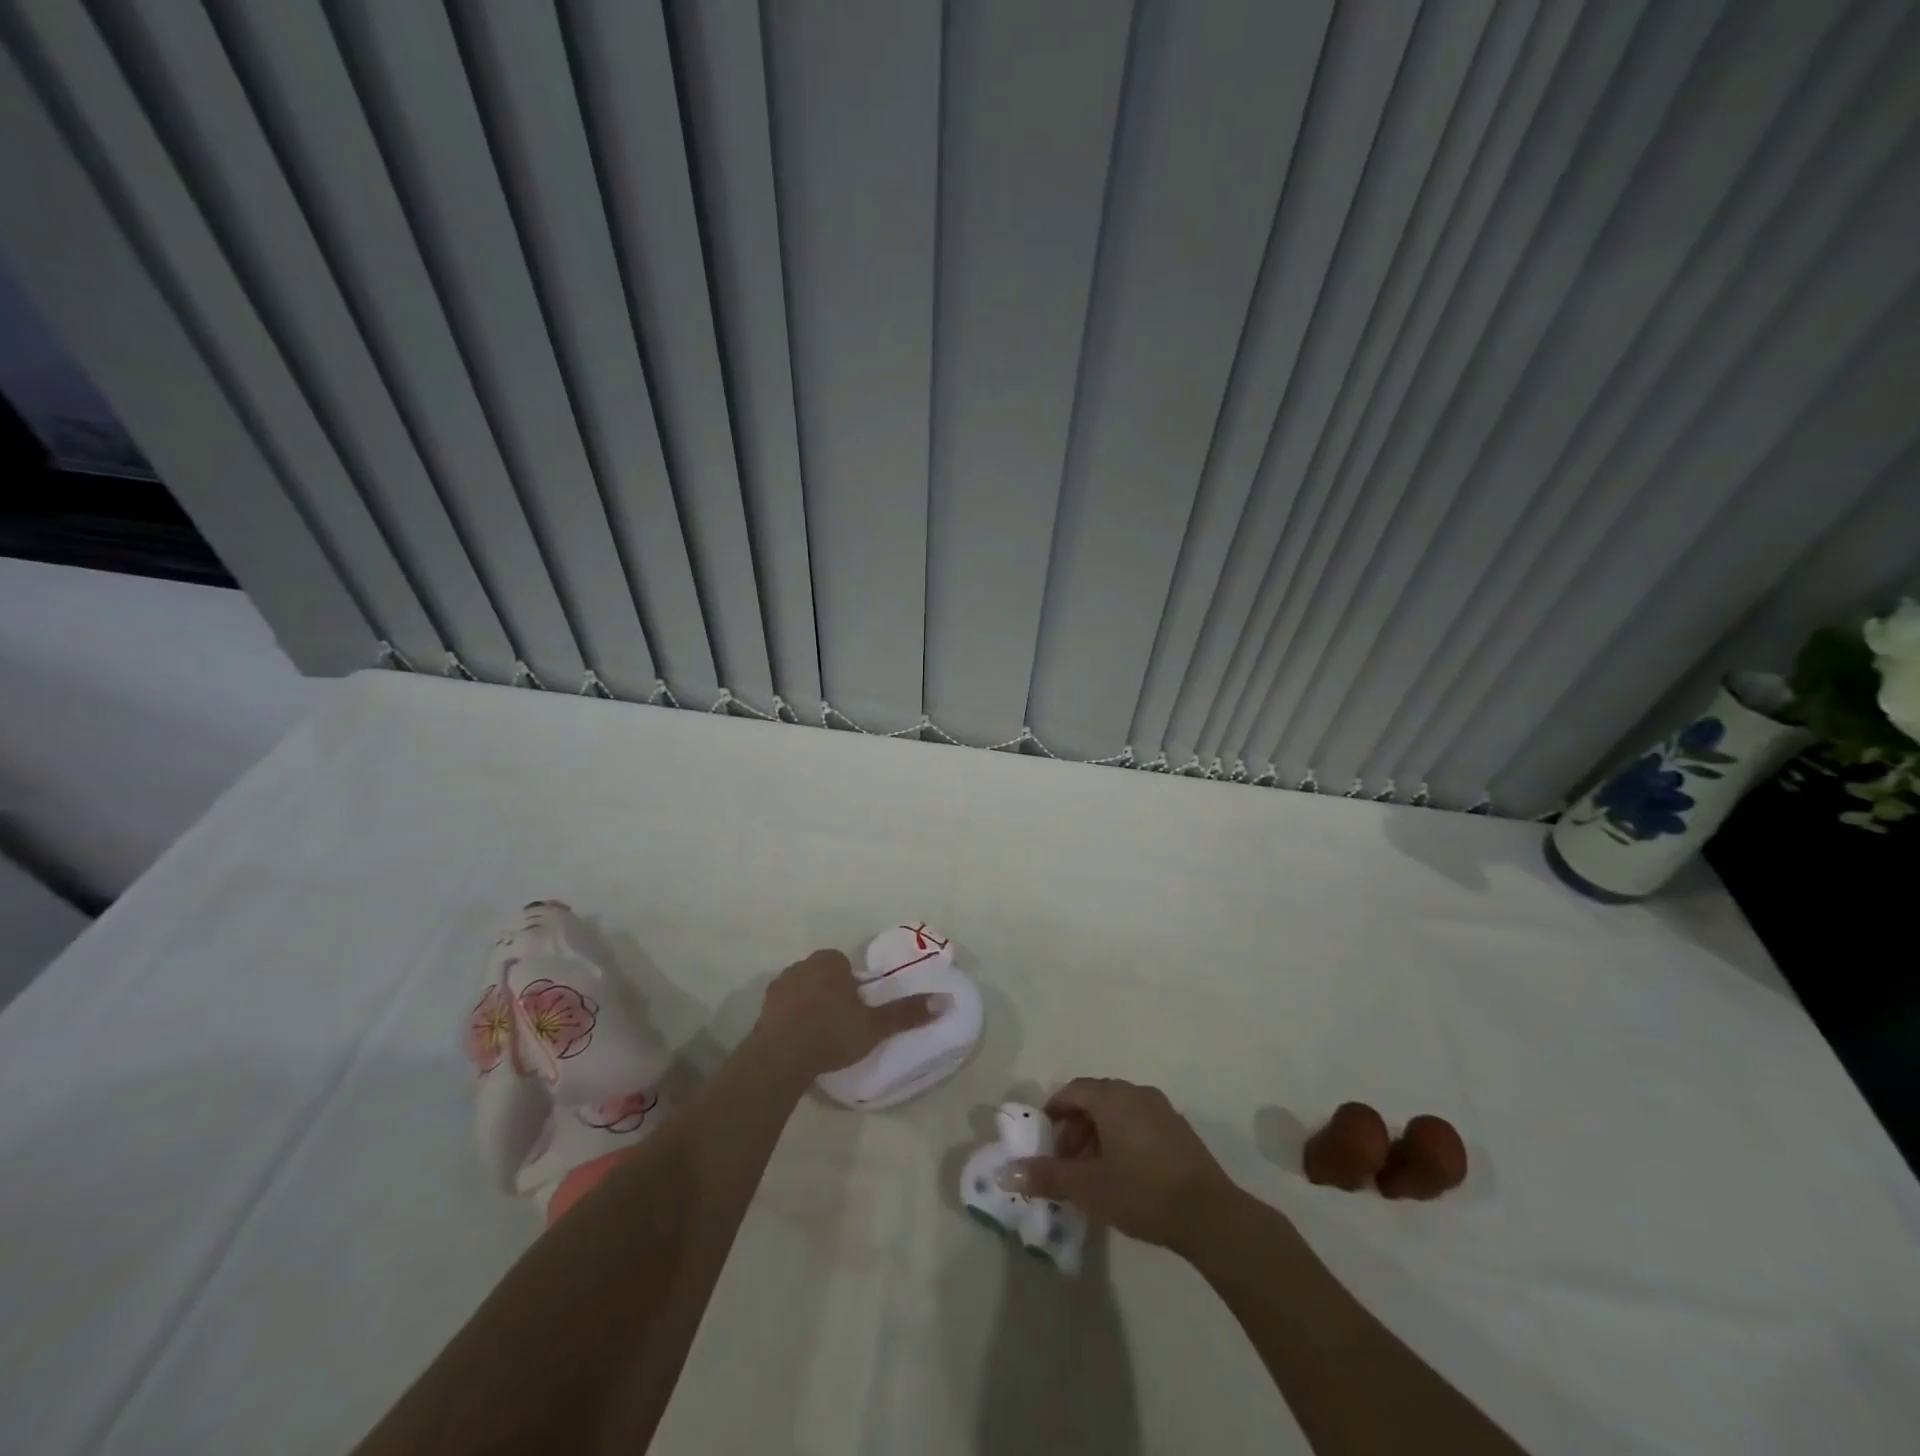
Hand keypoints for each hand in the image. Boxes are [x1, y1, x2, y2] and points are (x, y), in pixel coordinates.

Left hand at [751, 949, 936, 1080]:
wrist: (781, 1057)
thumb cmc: (833, 1033)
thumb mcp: (875, 1026)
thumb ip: (906, 1013)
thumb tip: (944, 1001)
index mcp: (831, 961)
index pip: (846, 967)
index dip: (853, 988)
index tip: (856, 1012)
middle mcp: (803, 964)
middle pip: (824, 976)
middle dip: (831, 994)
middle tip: (841, 1025)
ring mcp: (780, 984)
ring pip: (803, 990)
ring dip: (810, 1006)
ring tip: (819, 1037)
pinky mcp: (763, 1007)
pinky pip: (784, 1008)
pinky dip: (791, 1019)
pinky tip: (798, 1042)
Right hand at [1005, 1077, 1240, 1253]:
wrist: (1209, 1215)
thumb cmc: (1141, 1192)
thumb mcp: (1088, 1188)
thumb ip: (1047, 1176)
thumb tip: (1006, 1173)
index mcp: (1112, 1098)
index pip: (1073, 1090)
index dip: (1054, 1111)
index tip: (1045, 1140)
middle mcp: (1136, 1093)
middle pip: (1095, 1098)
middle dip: (1076, 1127)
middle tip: (1066, 1161)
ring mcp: (1162, 1109)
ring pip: (1119, 1111)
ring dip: (1099, 1134)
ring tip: (1093, 1173)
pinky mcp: (1179, 1130)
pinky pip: (1140, 1122)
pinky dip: (1123, 1138)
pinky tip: (1124, 1174)